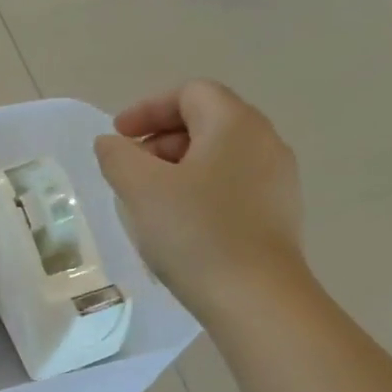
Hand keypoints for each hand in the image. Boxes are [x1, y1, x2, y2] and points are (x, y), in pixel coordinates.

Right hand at [93, 80, 306, 311]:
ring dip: (180, 168)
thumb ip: (118, 157)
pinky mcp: (280, 215)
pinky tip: (183, 226)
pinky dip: (202, 192)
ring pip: (220, 157)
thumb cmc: (196, 234)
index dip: (148, 109)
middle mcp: (265, 142)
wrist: (257, 299)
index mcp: (235, 124)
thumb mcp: (141, 190)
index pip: (190, 93)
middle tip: (131, 171)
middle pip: (207, 121)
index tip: (119, 137)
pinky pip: (233, 186)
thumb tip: (111, 143)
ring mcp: (278, 180)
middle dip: (161, 140)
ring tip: (151, 202)